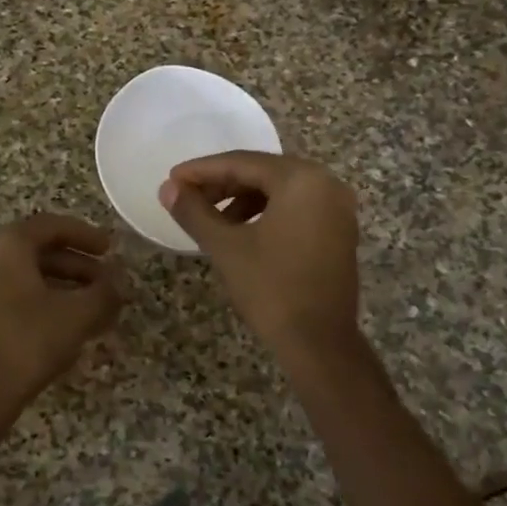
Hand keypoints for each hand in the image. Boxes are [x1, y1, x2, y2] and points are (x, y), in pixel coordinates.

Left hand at [0, 213, 123, 413]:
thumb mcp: (77, 315)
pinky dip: (43, 302)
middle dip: (78, 265)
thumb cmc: (28, 340)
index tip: (110, 249)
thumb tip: (119, 283)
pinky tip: (66, 327)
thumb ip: (104, 293)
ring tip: (93, 307)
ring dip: (63, 287)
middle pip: (39, 251)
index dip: (86, 235)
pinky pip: (14, 296)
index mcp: (9, 244)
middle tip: (106, 282)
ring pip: (28, 276)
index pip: (52, 226)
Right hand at [160, 152, 361, 363]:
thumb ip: (194, 211)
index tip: (172, 180)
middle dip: (221, 184)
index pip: (242, 162)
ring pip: (279, 190)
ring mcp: (337, 208)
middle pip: (262, 172)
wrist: (319, 343)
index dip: (202, 170)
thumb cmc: (271, 288)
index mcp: (301, 179)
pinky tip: (241, 232)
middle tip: (187, 198)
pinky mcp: (339, 231)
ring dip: (242, 200)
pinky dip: (266, 213)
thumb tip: (167, 188)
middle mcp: (325, 183)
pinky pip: (296, 208)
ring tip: (210, 220)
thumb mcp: (226, 246)